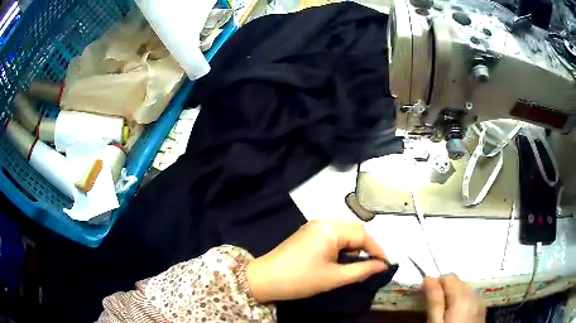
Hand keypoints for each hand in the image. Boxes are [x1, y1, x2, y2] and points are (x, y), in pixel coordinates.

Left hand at [246, 220, 388, 302]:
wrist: (265, 279)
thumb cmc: (300, 280)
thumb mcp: (334, 277)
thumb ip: (362, 270)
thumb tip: (383, 266)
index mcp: (330, 228)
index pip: (363, 235)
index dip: (377, 249)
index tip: (386, 264)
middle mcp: (323, 221)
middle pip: (354, 230)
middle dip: (367, 246)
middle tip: (374, 264)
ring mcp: (314, 225)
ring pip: (344, 232)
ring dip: (355, 246)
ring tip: (360, 263)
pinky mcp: (308, 232)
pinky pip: (333, 235)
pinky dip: (342, 246)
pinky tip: (343, 258)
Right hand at [424, 274, 485, 322]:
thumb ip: (434, 301)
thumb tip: (428, 279)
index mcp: (463, 299)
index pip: (450, 277)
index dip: (436, 283)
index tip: (426, 295)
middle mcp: (475, 296)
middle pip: (459, 282)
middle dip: (446, 290)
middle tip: (433, 307)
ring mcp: (481, 303)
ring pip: (466, 290)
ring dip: (455, 295)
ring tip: (444, 312)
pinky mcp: (482, 310)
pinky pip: (472, 298)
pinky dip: (463, 301)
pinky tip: (456, 315)